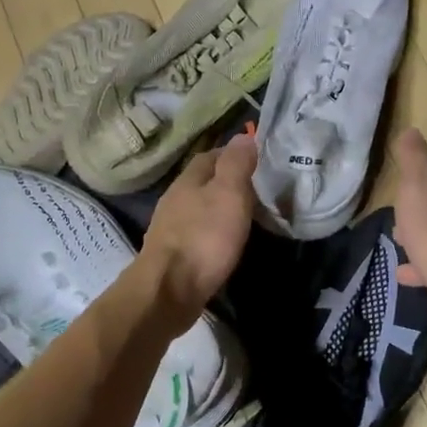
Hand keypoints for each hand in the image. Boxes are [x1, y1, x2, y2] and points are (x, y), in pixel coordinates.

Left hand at [138, 134, 258, 325]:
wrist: (168, 291)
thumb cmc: (204, 238)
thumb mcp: (229, 194)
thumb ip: (236, 164)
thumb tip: (242, 136)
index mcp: (188, 180)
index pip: (211, 155)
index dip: (234, 155)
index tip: (257, 161)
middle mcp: (175, 199)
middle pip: (202, 181)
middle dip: (226, 182)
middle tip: (256, 190)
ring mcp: (170, 228)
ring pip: (198, 208)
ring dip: (218, 208)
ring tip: (244, 216)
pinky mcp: (172, 254)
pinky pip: (196, 233)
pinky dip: (211, 232)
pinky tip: (224, 242)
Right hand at [391, 128, 426, 334]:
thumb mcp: (418, 184)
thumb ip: (414, 158)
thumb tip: (412, 130)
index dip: (418, 181)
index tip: (401, 186)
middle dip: (419, 211)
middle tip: (397, 217)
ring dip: (420, 238)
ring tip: (398, 243)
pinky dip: (421, 267)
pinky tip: (404, 274)